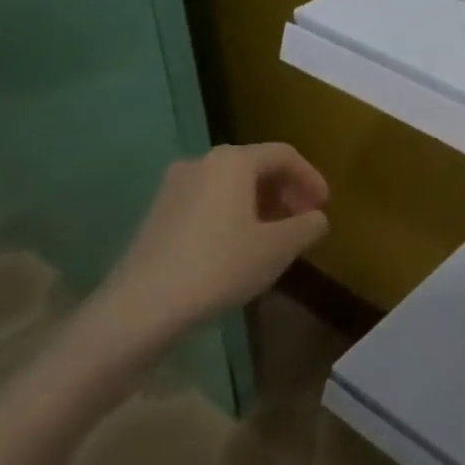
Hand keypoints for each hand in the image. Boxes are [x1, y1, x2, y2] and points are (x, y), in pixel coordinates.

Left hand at [100, 143, 329, 341]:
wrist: (140, 308)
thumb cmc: (219, 266)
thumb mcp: (279, 248)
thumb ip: (307, 226)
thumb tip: (315, 218)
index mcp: (233, 161)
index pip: (284, 155)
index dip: (311, 177)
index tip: (324, 206)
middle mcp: (201, 163)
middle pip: (256, 167)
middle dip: (285, 192)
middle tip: (302, 221)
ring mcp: (174, 187)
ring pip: (230, 186)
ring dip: (260, 205)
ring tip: (274, 238)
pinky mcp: (157, 214)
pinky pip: (208, 202)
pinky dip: (233, 215)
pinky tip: (239, 248)